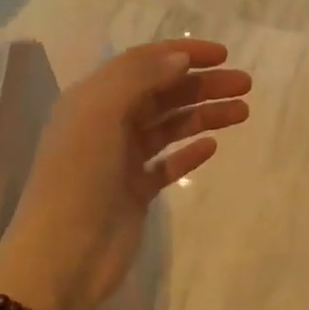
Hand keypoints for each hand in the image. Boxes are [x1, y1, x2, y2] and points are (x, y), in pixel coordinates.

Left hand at [0, 40, 250, 309]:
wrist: (64, 256)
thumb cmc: (79, 178)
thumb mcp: (101, 115)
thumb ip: (139, 78)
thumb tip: (179, 57)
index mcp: (93, 99)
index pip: (142, 62)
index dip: (182, 53)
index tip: (223, 55)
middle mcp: (108, 123)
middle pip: (163, 93)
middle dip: (203, 84)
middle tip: (245, 84)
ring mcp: (122, 158)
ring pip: (170, 126)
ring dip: (204, 115)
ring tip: (242, 112)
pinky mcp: (136, 190)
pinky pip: (168, 163)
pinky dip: (189, 152)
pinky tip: (212, 146)